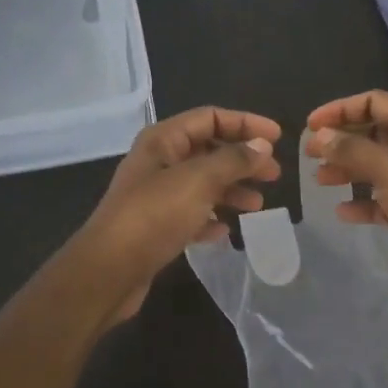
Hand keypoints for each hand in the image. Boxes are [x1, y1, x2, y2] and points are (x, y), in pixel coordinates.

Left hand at [75, 106, 282, 326]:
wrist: (109, 270)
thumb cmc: (154, 215)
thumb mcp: (199, 180)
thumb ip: (234, 160)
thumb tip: (262, 146)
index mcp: (163, 140)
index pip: (210, 117)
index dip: (246, 123)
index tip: (278, 138)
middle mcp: (159, 162)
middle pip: (209, 150)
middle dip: (243, 159)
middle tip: (274, 175)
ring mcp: (156, 195)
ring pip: (203, 183)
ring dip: (232, 189)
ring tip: (258, 205)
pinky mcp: (156, 227)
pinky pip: (191, 214)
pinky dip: (211, 217)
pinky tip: (225, 230)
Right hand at [304, 90, 387, 320]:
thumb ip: (352, 150)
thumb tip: (321, 136)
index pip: (375, 102)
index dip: (340, 109)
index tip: (310, 126)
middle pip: (374, 133)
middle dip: (342, 141)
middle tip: (309, 154)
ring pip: (377, 166)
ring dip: (348, 170)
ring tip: (319, 180)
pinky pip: (385, 199)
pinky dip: (364, 201)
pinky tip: (342, 211)